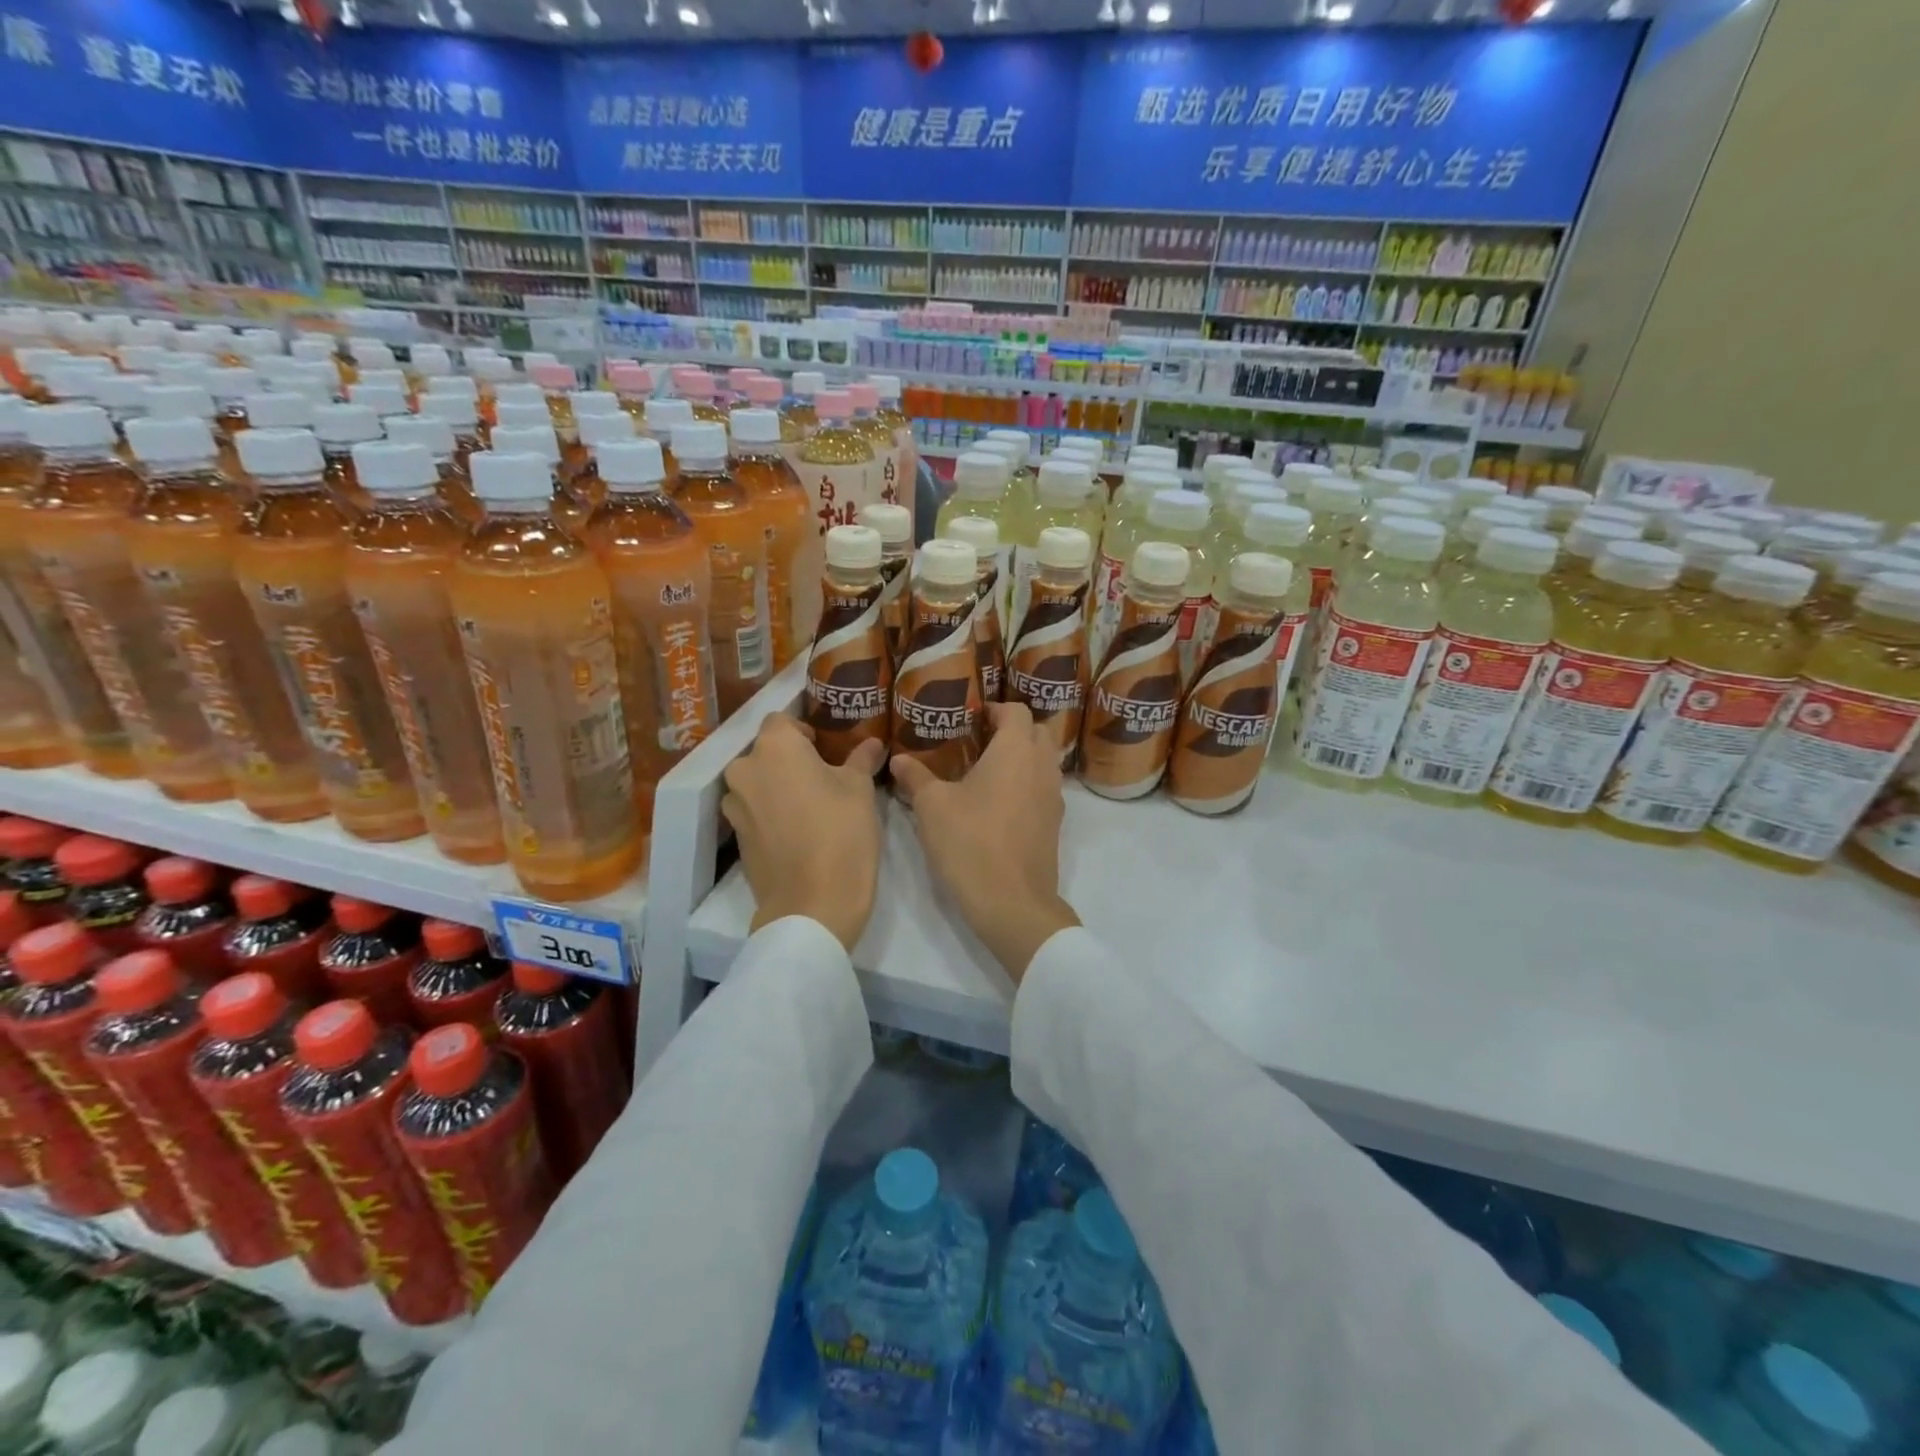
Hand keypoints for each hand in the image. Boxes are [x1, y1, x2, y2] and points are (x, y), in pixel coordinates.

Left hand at [722, 715, 886, 951]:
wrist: (812, 904)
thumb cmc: (841, 833)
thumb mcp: (860, 790)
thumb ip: (861, 759)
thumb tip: (873, 743)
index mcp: (775, 747)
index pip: (781, 720)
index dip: (804, 731)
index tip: (826, 749)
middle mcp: (746, 769)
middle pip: (766, 752)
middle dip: (791, 760)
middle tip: (823, 778)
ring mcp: (735, 805)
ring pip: (758, 781)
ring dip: (779, 786)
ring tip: (810, 806)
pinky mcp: (736, 836)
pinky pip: (754, 810)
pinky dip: (771, 812)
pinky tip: (798, 830)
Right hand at [890, 702, 1079, 983]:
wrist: (1012, 902)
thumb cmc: (970, 843)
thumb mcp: (932, 807)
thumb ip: (915, 777)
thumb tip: (898, 759)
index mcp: (1016, 750)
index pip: (1015, 710)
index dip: (994, 708)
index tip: (970, 718)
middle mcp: (1042, 766)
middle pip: (1036, 731)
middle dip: (1011, 729)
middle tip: (978, 740)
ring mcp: (1053, 797)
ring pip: (1044, 761)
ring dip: (1022, 757)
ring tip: (986, 770)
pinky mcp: (1054, 824)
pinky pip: (1044, 788)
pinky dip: (1027, 783)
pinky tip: (998, 803)